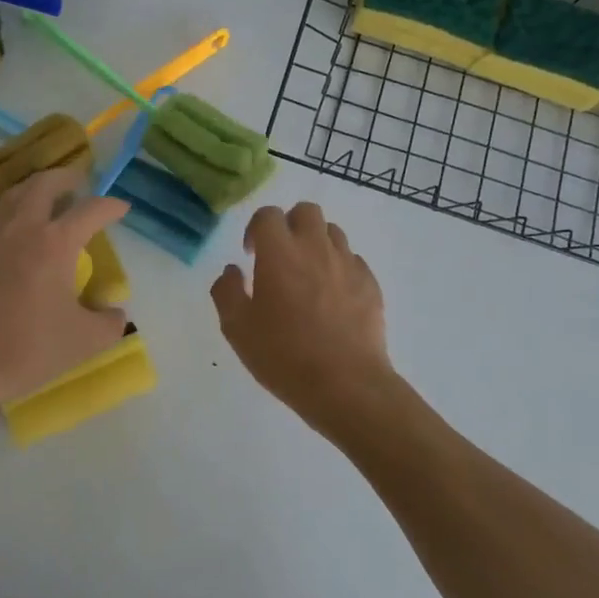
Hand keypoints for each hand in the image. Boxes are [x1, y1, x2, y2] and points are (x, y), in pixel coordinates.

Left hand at [0, 167, 129, 409]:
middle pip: (43, 185)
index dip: (110, 206)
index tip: (122, 209)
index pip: (89, 210)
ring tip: (50, 196)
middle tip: (80, 182)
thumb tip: (115, 313)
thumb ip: (109, 323)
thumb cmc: (29, 348)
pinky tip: (23, 230)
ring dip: (36, 188)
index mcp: (55, 243)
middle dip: (65, 177)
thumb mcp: (85, 341)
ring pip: (15, 196)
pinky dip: (16, 209)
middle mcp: (23, 231)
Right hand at [211, 201, 395, 429]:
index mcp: (279, 253)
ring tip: (307, 275)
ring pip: (333, 232)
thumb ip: (227, 292)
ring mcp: (348, 264)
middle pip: (306, 212)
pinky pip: (353, 260)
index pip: (268, 215)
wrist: (346, 385)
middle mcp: (316, 248)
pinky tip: (332, 297)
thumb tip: (232, 271)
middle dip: (290, 225)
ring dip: (316, 243)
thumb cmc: (284, 355)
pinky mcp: (371, 284)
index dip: (256, 229)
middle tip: (280, 256)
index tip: (252, 255)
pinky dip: (339, 268)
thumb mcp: (237, 329)